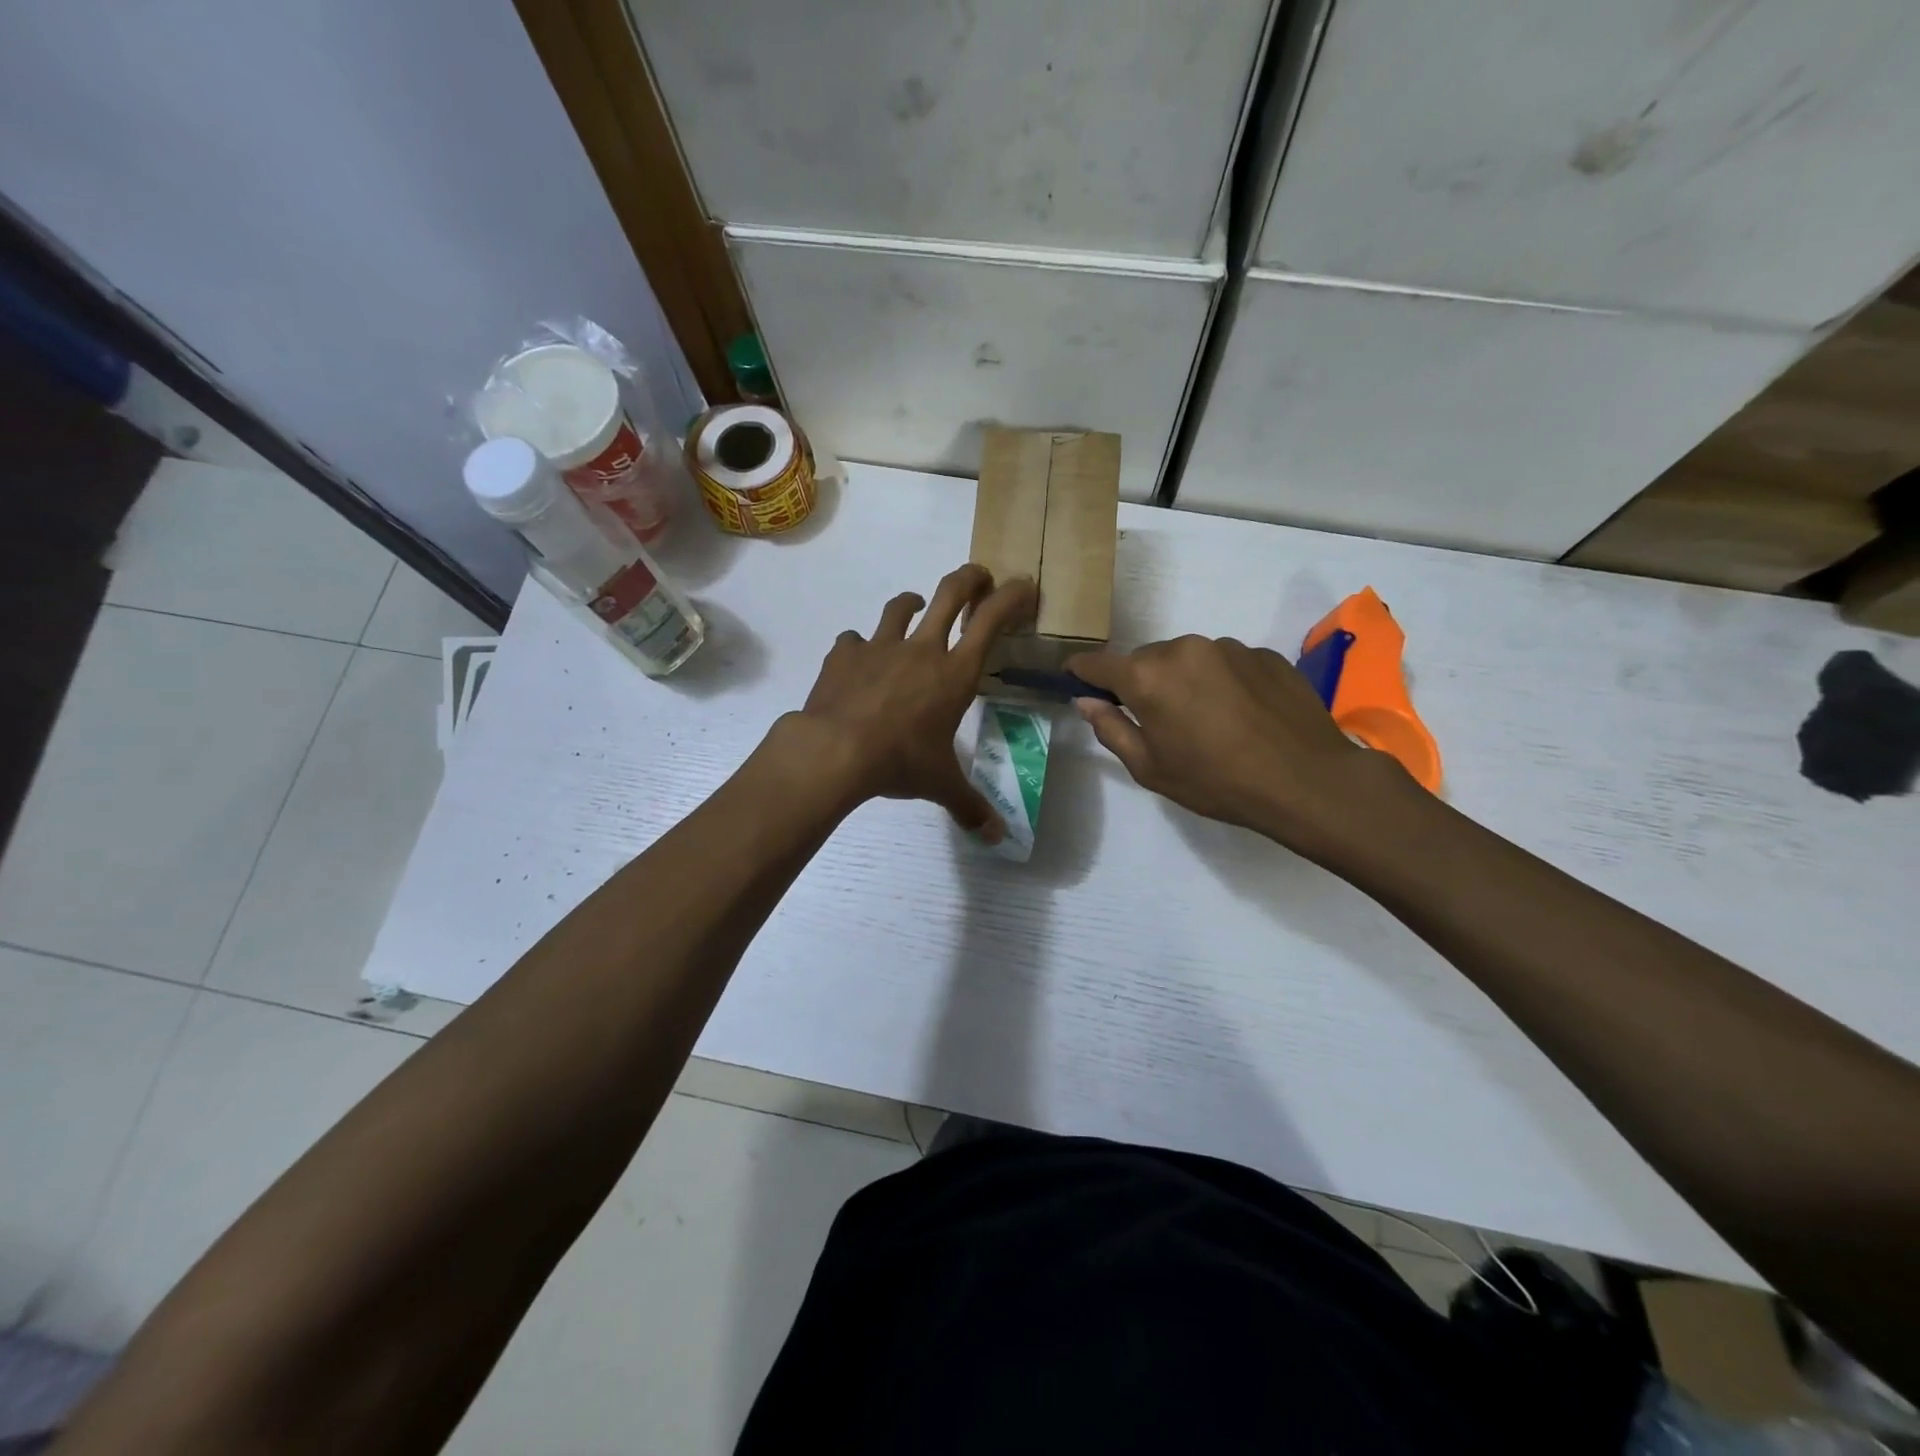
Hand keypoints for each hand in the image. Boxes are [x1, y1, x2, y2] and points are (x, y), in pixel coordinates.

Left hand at [786, 564, 1036, 840]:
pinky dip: (861, 645)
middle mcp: (922, 650)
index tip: (1024, 586)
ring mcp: (880, 646)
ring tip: (915, 605)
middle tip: (979, 576)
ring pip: (900, 608)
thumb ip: (970, 806)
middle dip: (970, 578)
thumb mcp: (941, 785)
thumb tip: (996, 838)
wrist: (835, 751)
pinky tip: (858, 659)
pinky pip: (854, 639)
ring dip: (912, 602)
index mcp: (954, 674)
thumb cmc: (900, 763)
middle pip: (951, 593)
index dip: (1012, 598)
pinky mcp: (845, 653)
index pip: (992, 621)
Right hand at [1067, 636, 1410, 858]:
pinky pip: (1226, 662)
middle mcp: (1183, 648)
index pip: (1098, 663)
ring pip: (1188, 658)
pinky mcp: (1263, 653)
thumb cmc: (1216, 782)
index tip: (1075, 679)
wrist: (1306, 780)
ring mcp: (1228, 646)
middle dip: (1142, 682)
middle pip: (1146, 659)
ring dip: (1186, 680)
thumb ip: (1111, 729)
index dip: (1082, 671)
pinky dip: (1222, 681)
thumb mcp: (1151, 768)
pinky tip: (1242, 714)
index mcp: (1148, 676)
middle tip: (1159, 721)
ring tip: (1208, 720)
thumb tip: (1086, 701)